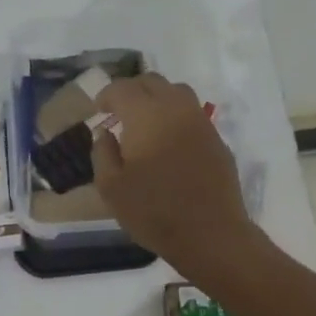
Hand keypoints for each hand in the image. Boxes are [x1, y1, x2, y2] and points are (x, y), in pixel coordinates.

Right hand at [91, 74, 258, 280]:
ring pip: (177, 92)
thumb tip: (105, 133)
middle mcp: (176, 108)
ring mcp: (201, 122)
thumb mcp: (111, 188)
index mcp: (146, 115)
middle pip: (152, 82)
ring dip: (157, 99)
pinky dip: (176, 116)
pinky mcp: (217, 139)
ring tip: (145, 122)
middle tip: (118, 112)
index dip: (106, 95)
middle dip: (132, 91)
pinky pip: (193, 114)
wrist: (210, 233)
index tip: (98, 110)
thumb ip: (102, 154)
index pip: (122, 88)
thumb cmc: (154, 212)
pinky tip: (169, 141)